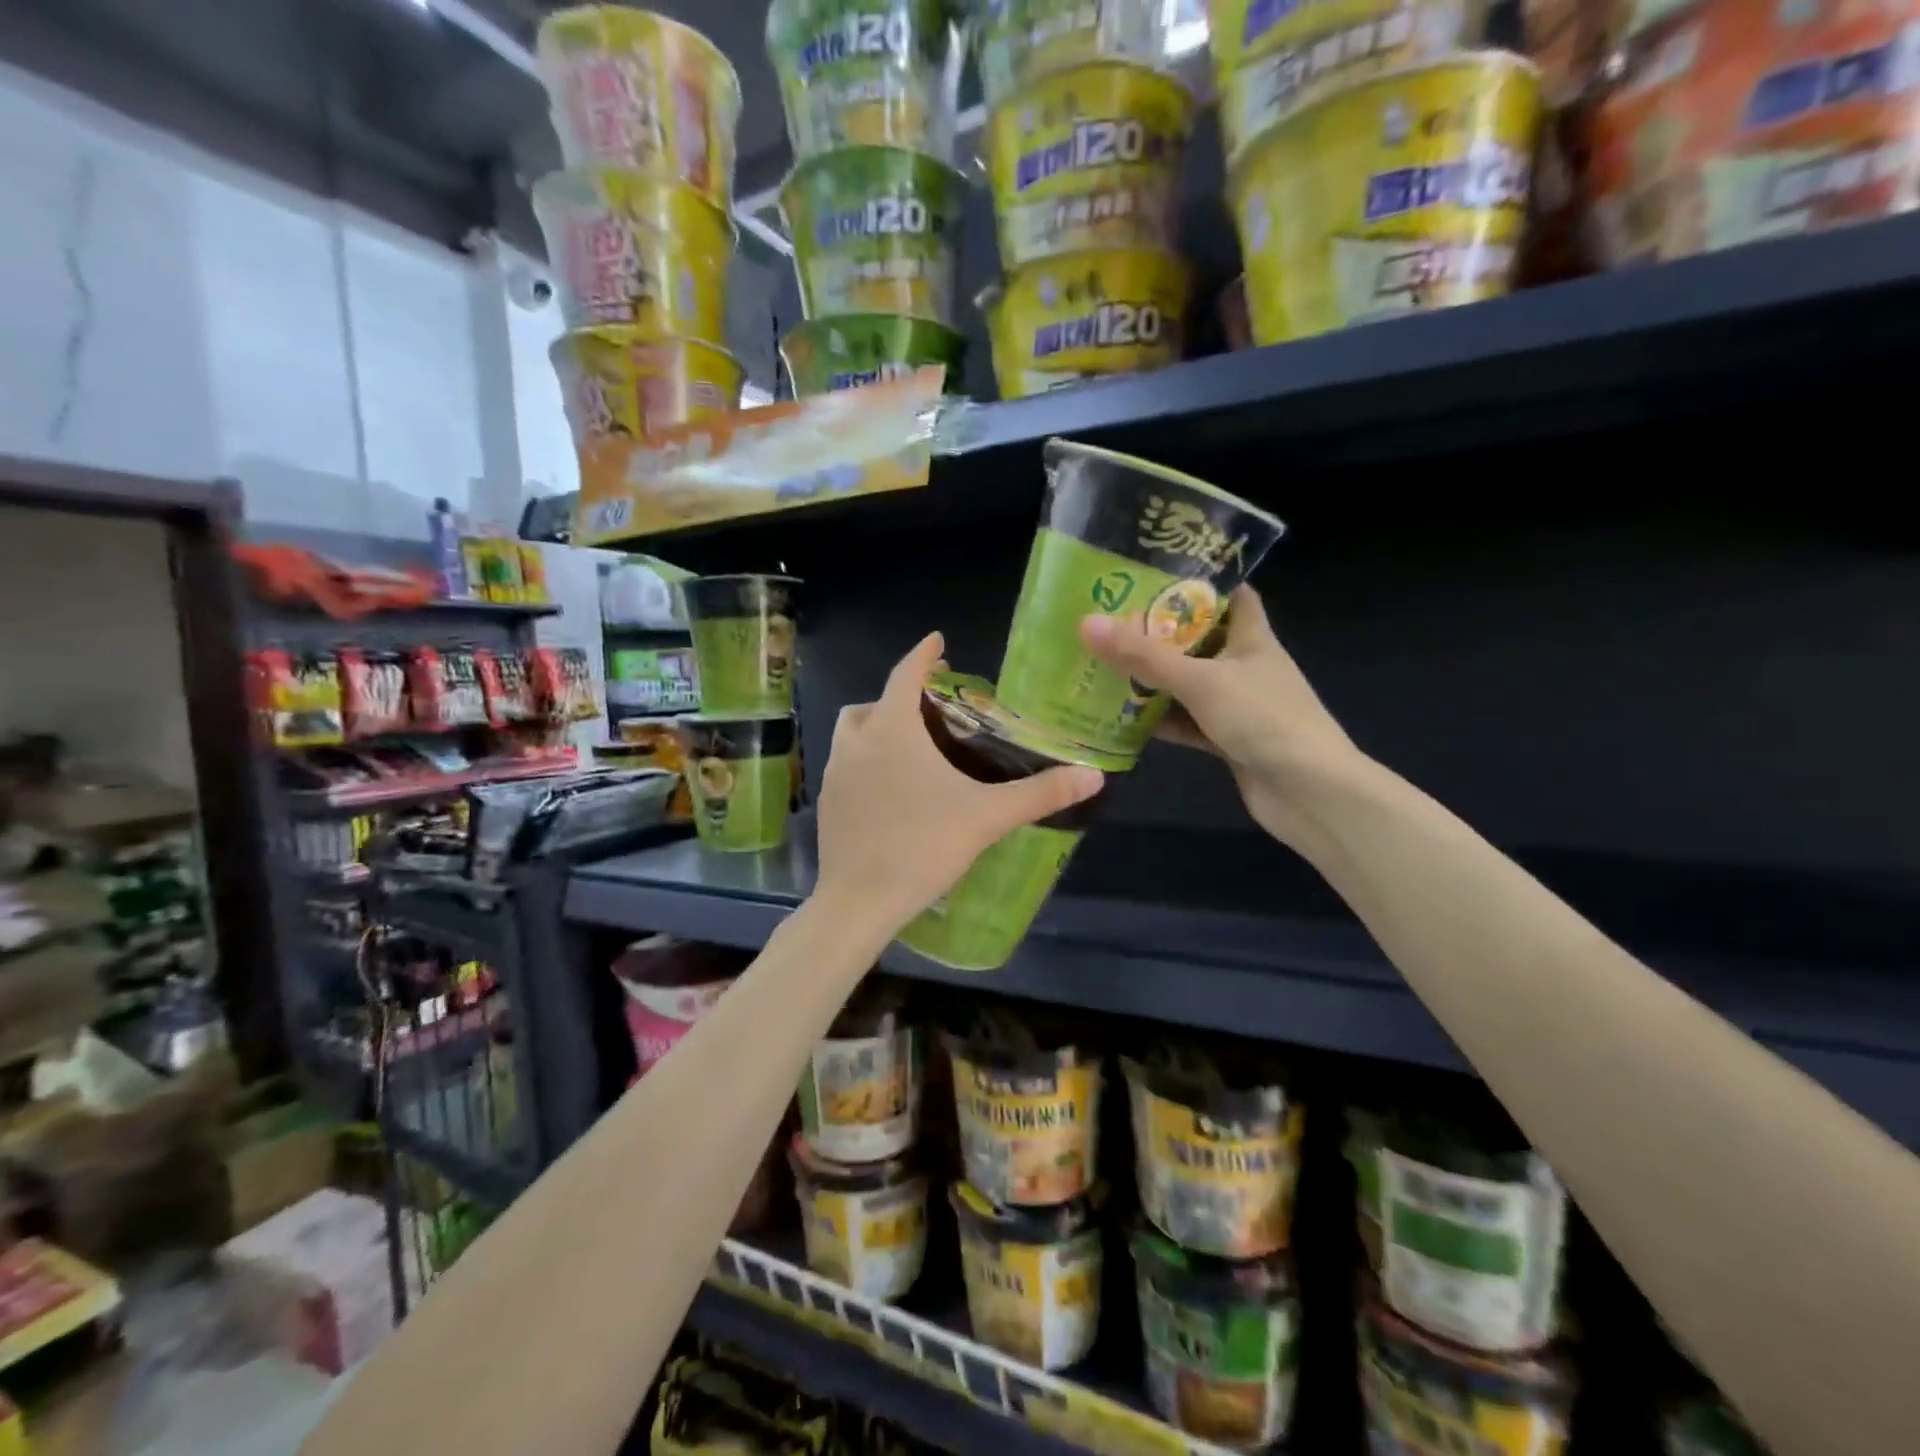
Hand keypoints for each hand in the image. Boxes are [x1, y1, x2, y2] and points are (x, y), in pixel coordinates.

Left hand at [814, 633, 1103, 943]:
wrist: (859, 902)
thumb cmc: (923, 847)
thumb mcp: (987, 817)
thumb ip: (1040, 793)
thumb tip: (1095, 776)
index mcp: (891, 730)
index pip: (906, 674)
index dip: (924, 654)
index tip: (937, 641)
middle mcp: (856, 742)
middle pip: (875, 703)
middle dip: (901, 698)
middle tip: (932, 711)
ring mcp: (834, 773)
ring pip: (854, 734)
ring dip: (878, 729)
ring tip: (913, 750)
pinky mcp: (826, 803)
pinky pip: (846, 766)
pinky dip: (866, 762)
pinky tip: (892, 792)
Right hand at [1079, 585, 1366, 850]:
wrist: (1309, 792)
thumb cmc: (1264, 719)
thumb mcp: (1201, 680)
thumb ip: (1144, 656)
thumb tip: (1087, 623)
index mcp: (1252, 638)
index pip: (1231, 595)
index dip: (1200, 582)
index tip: (1155, 575)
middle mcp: (1245, 666)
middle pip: (1199, 641)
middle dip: (1159, 633)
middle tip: (1111, 621)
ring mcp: (1236, 706)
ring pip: (1188, 685)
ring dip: (1154, 680)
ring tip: (1104, 665)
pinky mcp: (1226, 740)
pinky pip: (1186, 722)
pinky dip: (1160, 720)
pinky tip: (1122, 717)